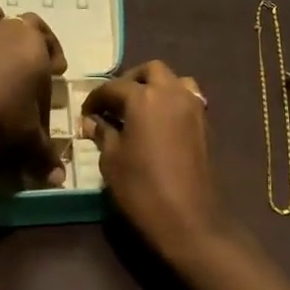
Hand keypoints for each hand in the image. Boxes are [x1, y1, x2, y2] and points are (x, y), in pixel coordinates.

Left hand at [0, 0, 67, 182]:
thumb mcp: (26, 138)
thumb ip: (43, 154)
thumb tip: (59, 179)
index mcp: (32, 46)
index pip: (49, 45)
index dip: (53, 57)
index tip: (55, 72)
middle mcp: (1, 30)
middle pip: (18, 22)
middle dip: (23, 36)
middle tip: (21, 61)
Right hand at [81, 61, 232, 261]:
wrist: (189, 219)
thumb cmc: (142, 188)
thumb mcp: (111, 160)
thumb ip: (103, 133)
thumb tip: (93, 121)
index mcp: (144, 97)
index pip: (113, 87)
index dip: (95, 99)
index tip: (85, 114)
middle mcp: (171, 92)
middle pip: (150, 71)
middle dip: (130, 81)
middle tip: (114, 103)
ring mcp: (192, 107)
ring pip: (174, 80)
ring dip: (156, 86)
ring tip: (139, 109)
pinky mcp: (204, 124)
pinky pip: (187, 99)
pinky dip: (171, 101)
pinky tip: (158, 124)